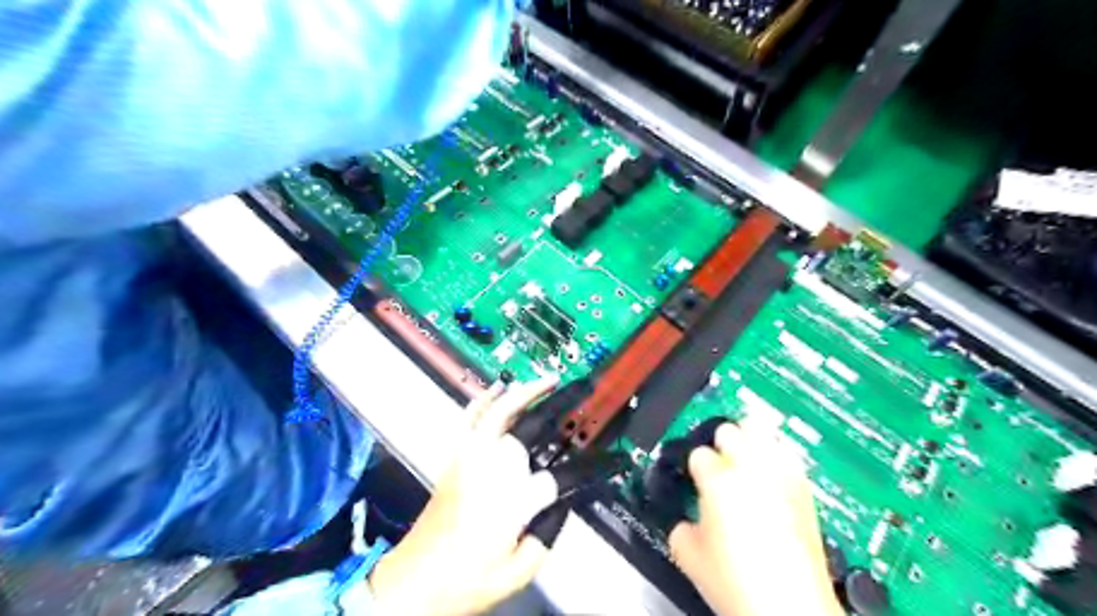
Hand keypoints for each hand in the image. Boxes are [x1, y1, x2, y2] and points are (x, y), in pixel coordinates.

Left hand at [369, 377, 560, 613]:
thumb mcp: (518, 570)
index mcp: (509, 501)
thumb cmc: (466, 581)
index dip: (574, 474)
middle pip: (525, 429)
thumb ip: (547, 534)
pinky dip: (485, 399)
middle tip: (573, 393)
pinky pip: (470, 418)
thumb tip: (562, 501)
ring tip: (545, 381)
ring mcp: (468, 458)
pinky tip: (498, 388)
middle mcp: (489, 470)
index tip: (592, 467)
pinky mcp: (453, 458)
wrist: (413, 583)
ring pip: (497, 412)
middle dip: (552, 408)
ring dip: (523, 393)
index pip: (552, 478)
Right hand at [668, 424, 840, 615]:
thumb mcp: (688, 555)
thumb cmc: (740, 584)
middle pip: (729, 429)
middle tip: (718, 463)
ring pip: (762, 430)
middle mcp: (751, 469)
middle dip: (719, 443)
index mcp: (718, 480)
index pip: (698, 453)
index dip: (694, 467)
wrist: (791, 610)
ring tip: (746, 455)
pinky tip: (771, 471)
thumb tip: (688, 519)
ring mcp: (781, 475)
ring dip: (749, 439)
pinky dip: (776, 454)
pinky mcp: (804, 488)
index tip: (696, 479)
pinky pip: (787, 453)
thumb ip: (679, 525)